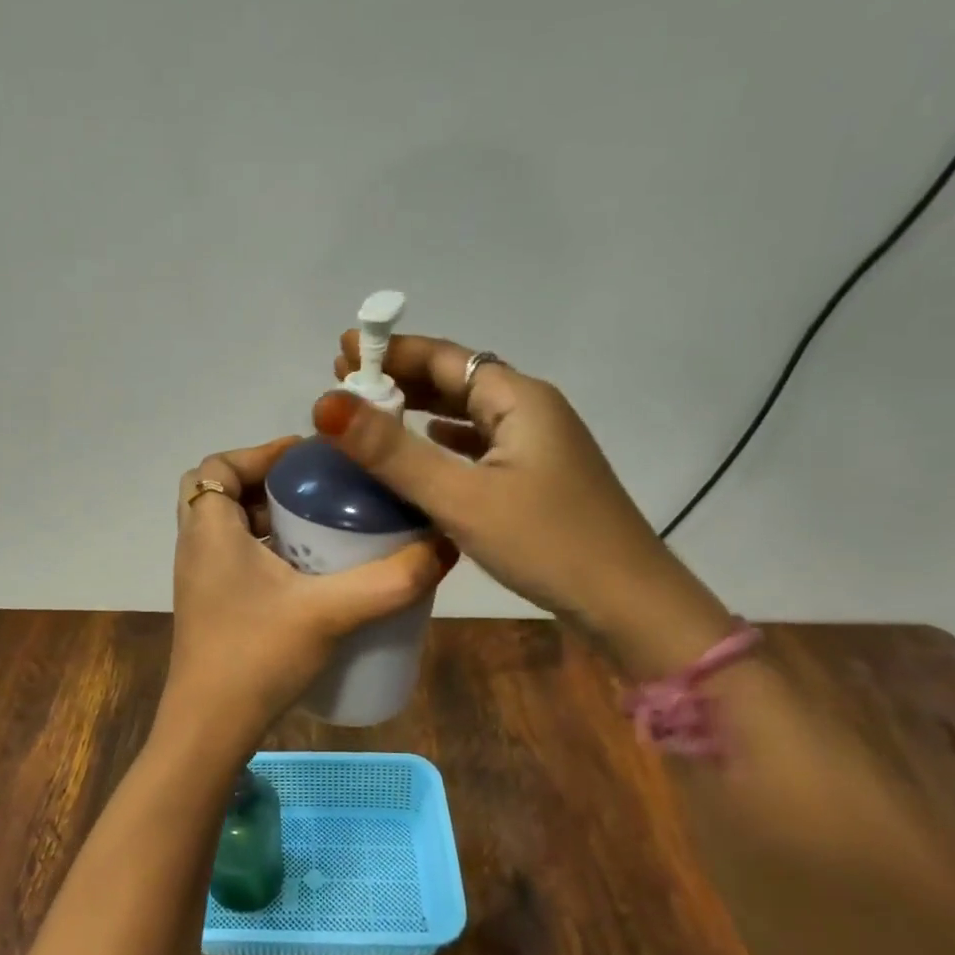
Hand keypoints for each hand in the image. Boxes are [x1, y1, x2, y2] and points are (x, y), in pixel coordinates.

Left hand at [163, 437, 452, 760]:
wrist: (209, 731)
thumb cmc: (257, 657)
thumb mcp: (330, 612)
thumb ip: (390, 580)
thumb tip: (445, 546)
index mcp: (209, 532)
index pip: (217, 466)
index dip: (259, 452)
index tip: (308, 460)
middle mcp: (197, 548)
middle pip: (222, 493)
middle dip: (268, 484)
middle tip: (319, 492)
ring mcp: (201, 582)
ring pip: (229, 529)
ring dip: (268, 519)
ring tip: (322, 527)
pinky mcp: (212, 609)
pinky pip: (235, 559)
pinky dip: (266, 551)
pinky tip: (309, 575)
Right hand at [318, 334, 735, 677]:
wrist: (629, 604)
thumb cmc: (546, 543)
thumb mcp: (460, 497)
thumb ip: (392, 452)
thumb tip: (325, 404)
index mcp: (519, 399)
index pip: (444, 358)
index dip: (391, 350)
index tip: (342, 350)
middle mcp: (532, 410)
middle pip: (457, 380)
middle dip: (402, 376)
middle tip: (346, 381)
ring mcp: (540, 445)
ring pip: (470, 412)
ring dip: (422, 407)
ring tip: (373, 409)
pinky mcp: (539, 478)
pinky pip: (482, 443)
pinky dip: (448, 439)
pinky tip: (429, 446)